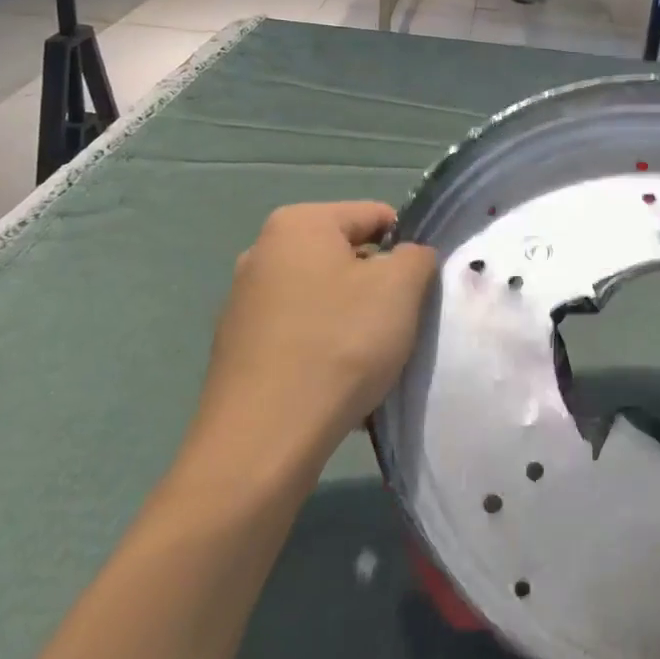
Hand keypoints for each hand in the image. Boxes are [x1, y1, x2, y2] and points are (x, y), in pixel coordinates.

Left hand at [194, 202, 437, 448]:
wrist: (262, 442)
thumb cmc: (339, 345)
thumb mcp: (400, 287)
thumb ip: (417, 256)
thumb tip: (407, 258)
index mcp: (298, 224)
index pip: (376, 216)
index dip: (408, 248)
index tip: (420, 289)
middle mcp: (263, 252)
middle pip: (348, 257)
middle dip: (380, 286)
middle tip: (400, 325)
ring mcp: (245, 302)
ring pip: (326, 298)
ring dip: (355, 321)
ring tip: (372, 361)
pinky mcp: (239, 349)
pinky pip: (302, 334)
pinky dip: (326, 349)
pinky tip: (339, 384)